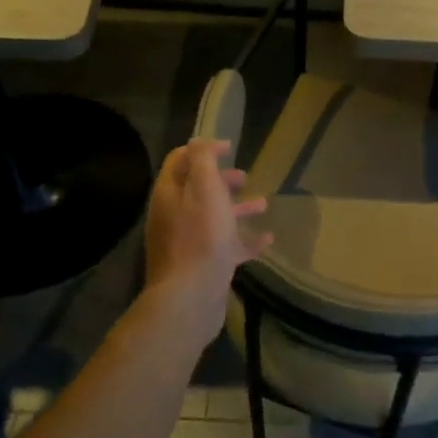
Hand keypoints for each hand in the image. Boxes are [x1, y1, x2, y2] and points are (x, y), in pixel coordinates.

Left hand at [143, 140, 270, 349]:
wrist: (191, 296)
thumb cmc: (201, 236)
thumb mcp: (204, 187)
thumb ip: (202, 161)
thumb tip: (201, 141)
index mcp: (170, 194)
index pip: (180, 160)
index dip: (203, 149)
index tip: (230, 147)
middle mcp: (173, 216)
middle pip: (197, 190)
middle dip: (221, 180)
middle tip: (245, 177)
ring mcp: (187, 243)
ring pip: (213, 218)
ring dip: (236, 208)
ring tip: (262, 205)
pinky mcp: (203, 266)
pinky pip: (225, 247)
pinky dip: (244, 240)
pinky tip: (267, 240)